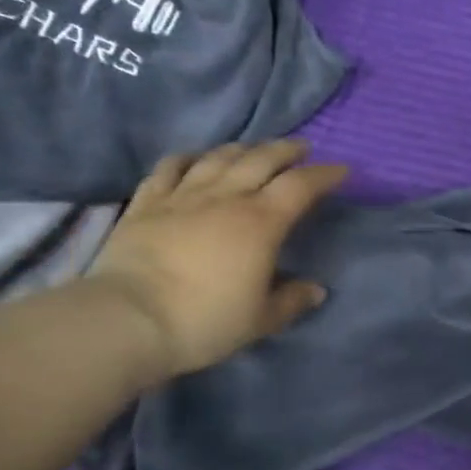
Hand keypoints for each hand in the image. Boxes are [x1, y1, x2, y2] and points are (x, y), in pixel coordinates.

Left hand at [89, 141, 348, 381]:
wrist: (129, 319)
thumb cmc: (205, 321)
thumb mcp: (260, 320)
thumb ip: (291, 301)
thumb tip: (316, 290)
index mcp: (261, 222)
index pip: (301, 186)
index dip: (324, 174)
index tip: (340, 170)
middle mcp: (226, 198)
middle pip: (261, 159)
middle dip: (286, 150)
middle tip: (301, 149)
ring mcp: (183, 196)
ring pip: (218, 157)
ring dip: (241, 148)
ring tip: (253, 149)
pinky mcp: (146, 203)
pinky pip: (169, 168)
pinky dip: (186, 158)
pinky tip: (193, 158)